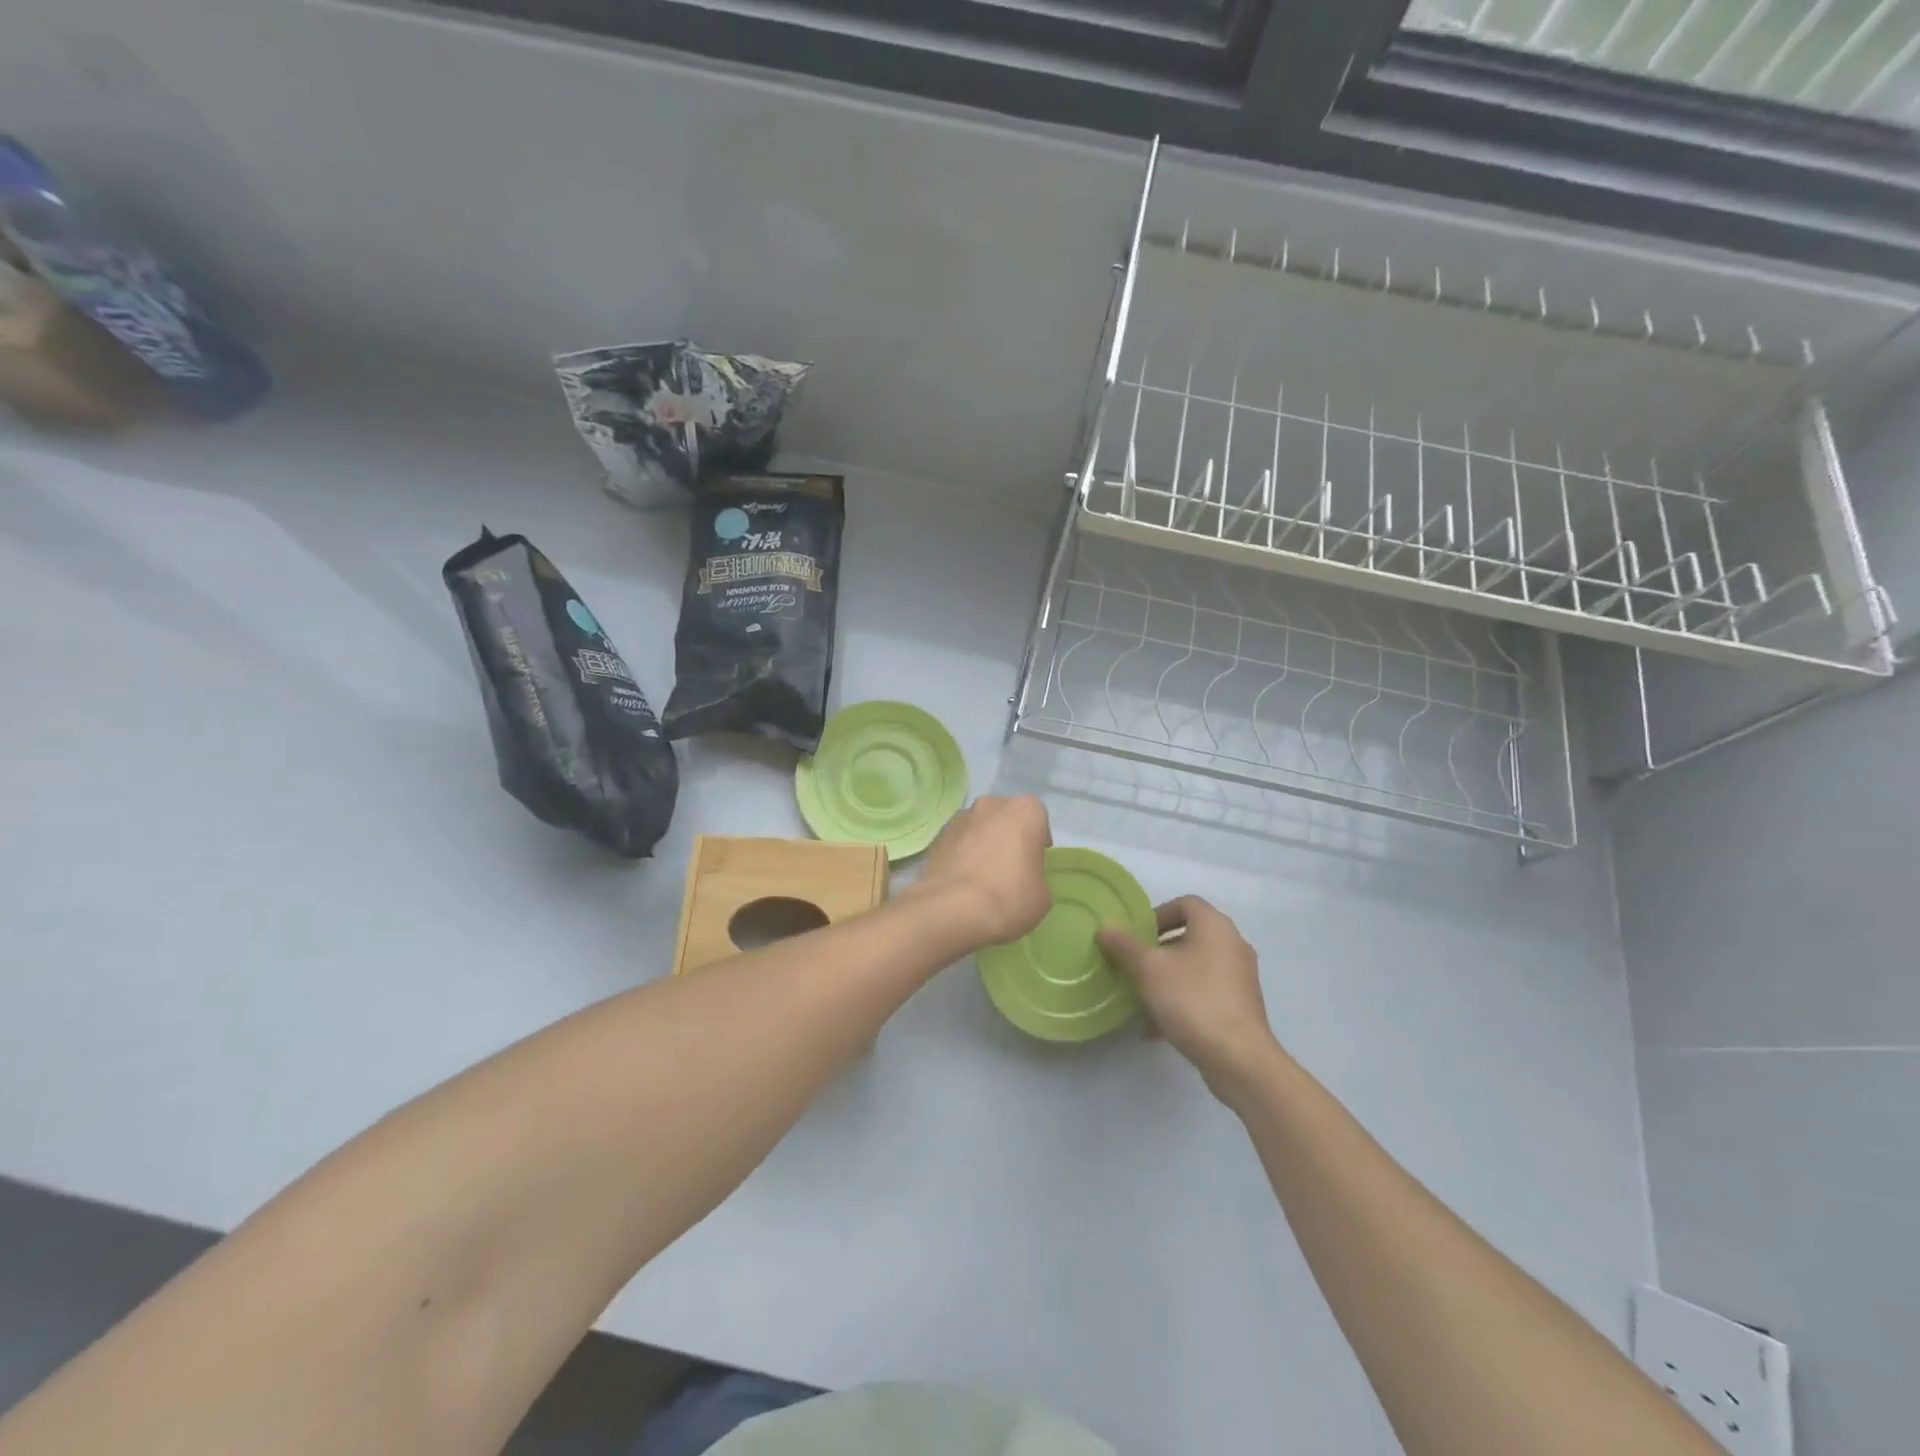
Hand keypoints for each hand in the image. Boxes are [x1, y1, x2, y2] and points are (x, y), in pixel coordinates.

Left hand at [911, 794, 1052, 950]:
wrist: (950, 910)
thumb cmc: (1008, 898)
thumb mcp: (1042, 895)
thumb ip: (1035, 875)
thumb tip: (1022, 878)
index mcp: (1024, 810)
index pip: (1038, 818)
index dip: (1038, 840)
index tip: (1035, 861)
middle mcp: (991, 804)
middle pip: (1006, 817)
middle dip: (1009, 836)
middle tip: (1011, 866)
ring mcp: (960, 818)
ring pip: (980, 827)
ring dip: (983, 843)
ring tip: (983, 876)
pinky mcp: (937, 836)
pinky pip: (958, 842)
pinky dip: (962, 854)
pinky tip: (963, 880)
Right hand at [1097, 897, 1282, 1095]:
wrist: (1239, 1058)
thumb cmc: (1192, 1000)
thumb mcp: (1148, 969)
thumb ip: (1124, 945)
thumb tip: (1105, 928)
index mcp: (1214, 926)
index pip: (1185, 903)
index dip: (1157, 914)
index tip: (1136, 937)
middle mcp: (1232, 944)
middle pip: (1188, 936)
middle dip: (1157, 951)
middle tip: (1133, 966)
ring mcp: (1240, 976)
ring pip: (1194, 967)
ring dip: (1166, 979)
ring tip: (1140, 1001)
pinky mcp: (1241, 1005)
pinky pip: (1204, 991)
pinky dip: (1181, 1000)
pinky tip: (1156, 1028)